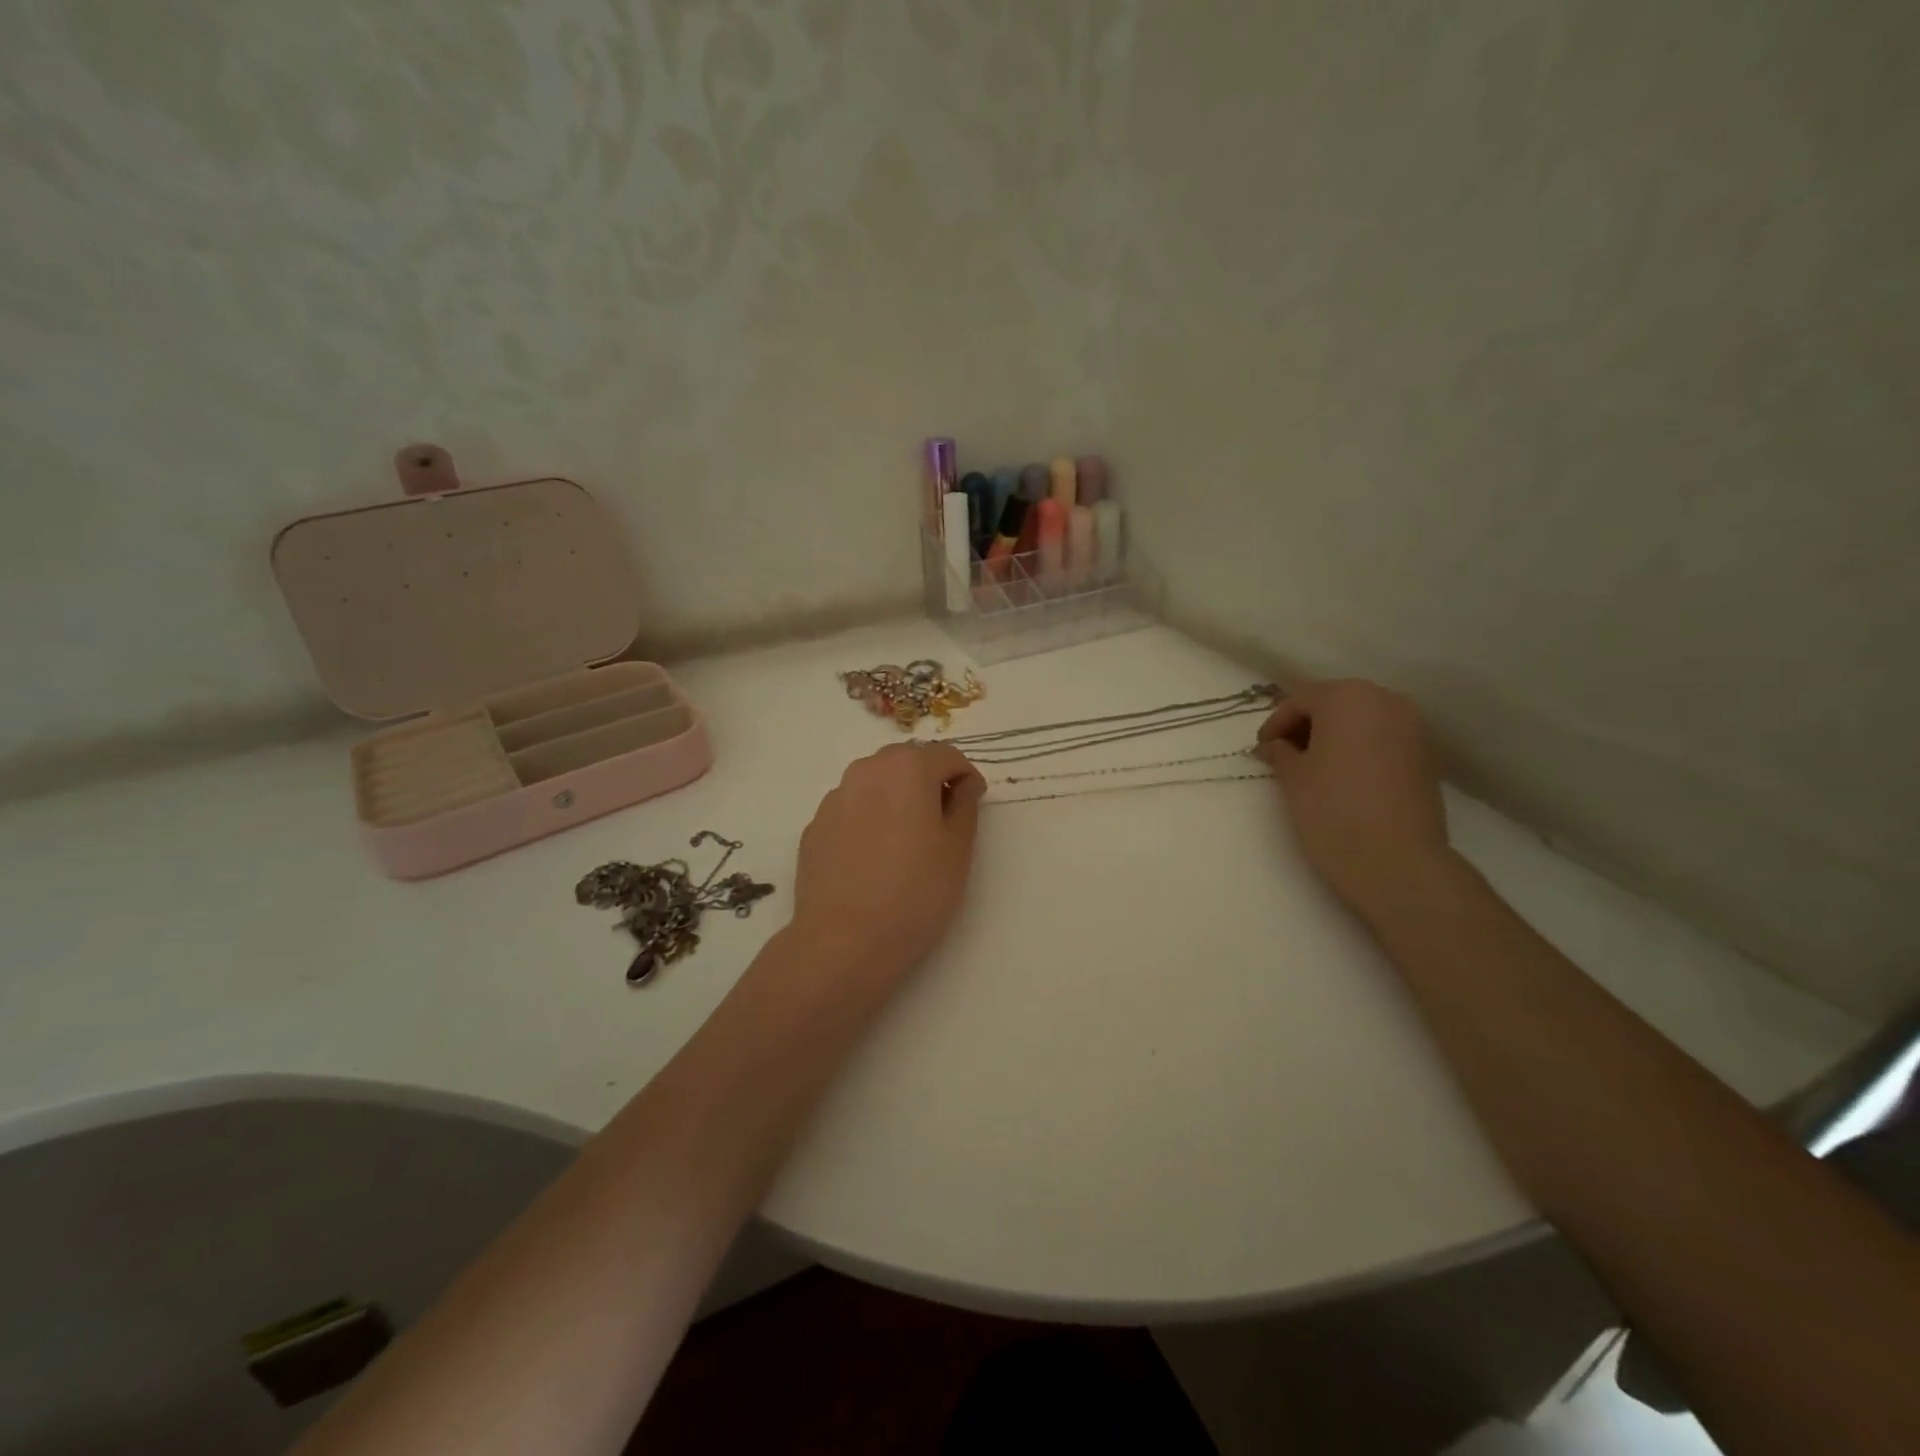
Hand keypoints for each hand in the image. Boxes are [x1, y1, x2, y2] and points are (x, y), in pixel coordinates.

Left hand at [790, 743, 985, 977]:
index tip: (973, 801)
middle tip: (943, 817)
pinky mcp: (815, 826)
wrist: (843, 941)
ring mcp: (835, 798)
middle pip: (906, 760)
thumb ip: (965, 805)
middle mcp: (866, 771)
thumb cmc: (915, 893)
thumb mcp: (957, 850)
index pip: (947, 755)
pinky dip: (869, 816)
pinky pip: (851, 807)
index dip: (966, 775)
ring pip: (875, 781)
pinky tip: (874, 856)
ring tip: (907, 837)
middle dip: (928, 778)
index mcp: (907, 769)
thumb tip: (963, 784)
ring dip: (896, 794)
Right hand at [1256, 680, 1450, 917]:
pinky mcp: (1426, 757)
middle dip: (1306, 726)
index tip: (1261, 750)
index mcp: (1348, 697)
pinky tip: (1343, 779)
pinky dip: (1359, 750)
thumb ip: (1279, 752)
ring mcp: (1413, 728)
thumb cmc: (1332, 809)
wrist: (1396, 861)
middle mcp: (1386, 701)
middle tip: (1283, 755)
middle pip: (1334, 704)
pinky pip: (1382, 740)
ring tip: (1311, 769)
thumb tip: (1274, 746)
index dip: (1275, 723)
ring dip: (1333, 738)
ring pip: (1361, 721)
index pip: (1300, 700)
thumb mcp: (1292, 778)